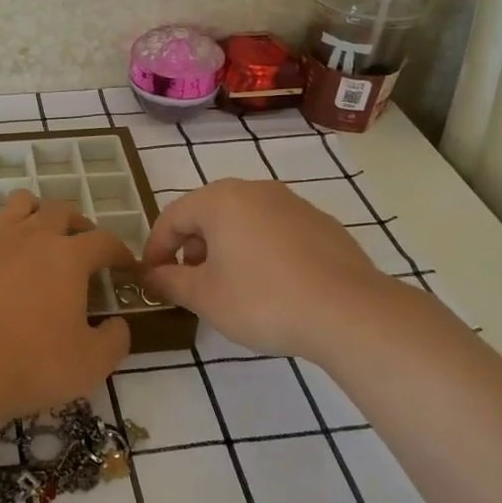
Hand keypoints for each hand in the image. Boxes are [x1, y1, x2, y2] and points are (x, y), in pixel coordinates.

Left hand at [0, 190, 136, 426]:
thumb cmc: (27, 366)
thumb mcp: (89, 365)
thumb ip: (115, 340)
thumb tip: (117, 324)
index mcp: (67, 257)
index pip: (105, 241)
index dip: (120, 252)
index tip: (126, 267)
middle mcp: (29, 235)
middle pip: (61, 211)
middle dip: (79, 225)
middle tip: (83, 248)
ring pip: (19, 205)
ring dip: (36, 216)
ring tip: (38, 239)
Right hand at [141, 179, 397, 361]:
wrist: (350, 312)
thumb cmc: (263, 300)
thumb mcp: (205, 297)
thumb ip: (171, 282)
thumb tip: (152, 276)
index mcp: (220, 200)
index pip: (172, 217)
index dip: (155, 249)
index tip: (151, 279)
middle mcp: (255, 190)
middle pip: (208, 214)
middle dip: (191, 248)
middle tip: (188, 283)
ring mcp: (293, 204)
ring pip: (243, 221)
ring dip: (225, 248)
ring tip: (228, 287)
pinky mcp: (321, 224)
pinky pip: (274, 231)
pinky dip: (259, 251)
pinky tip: (269, 285)